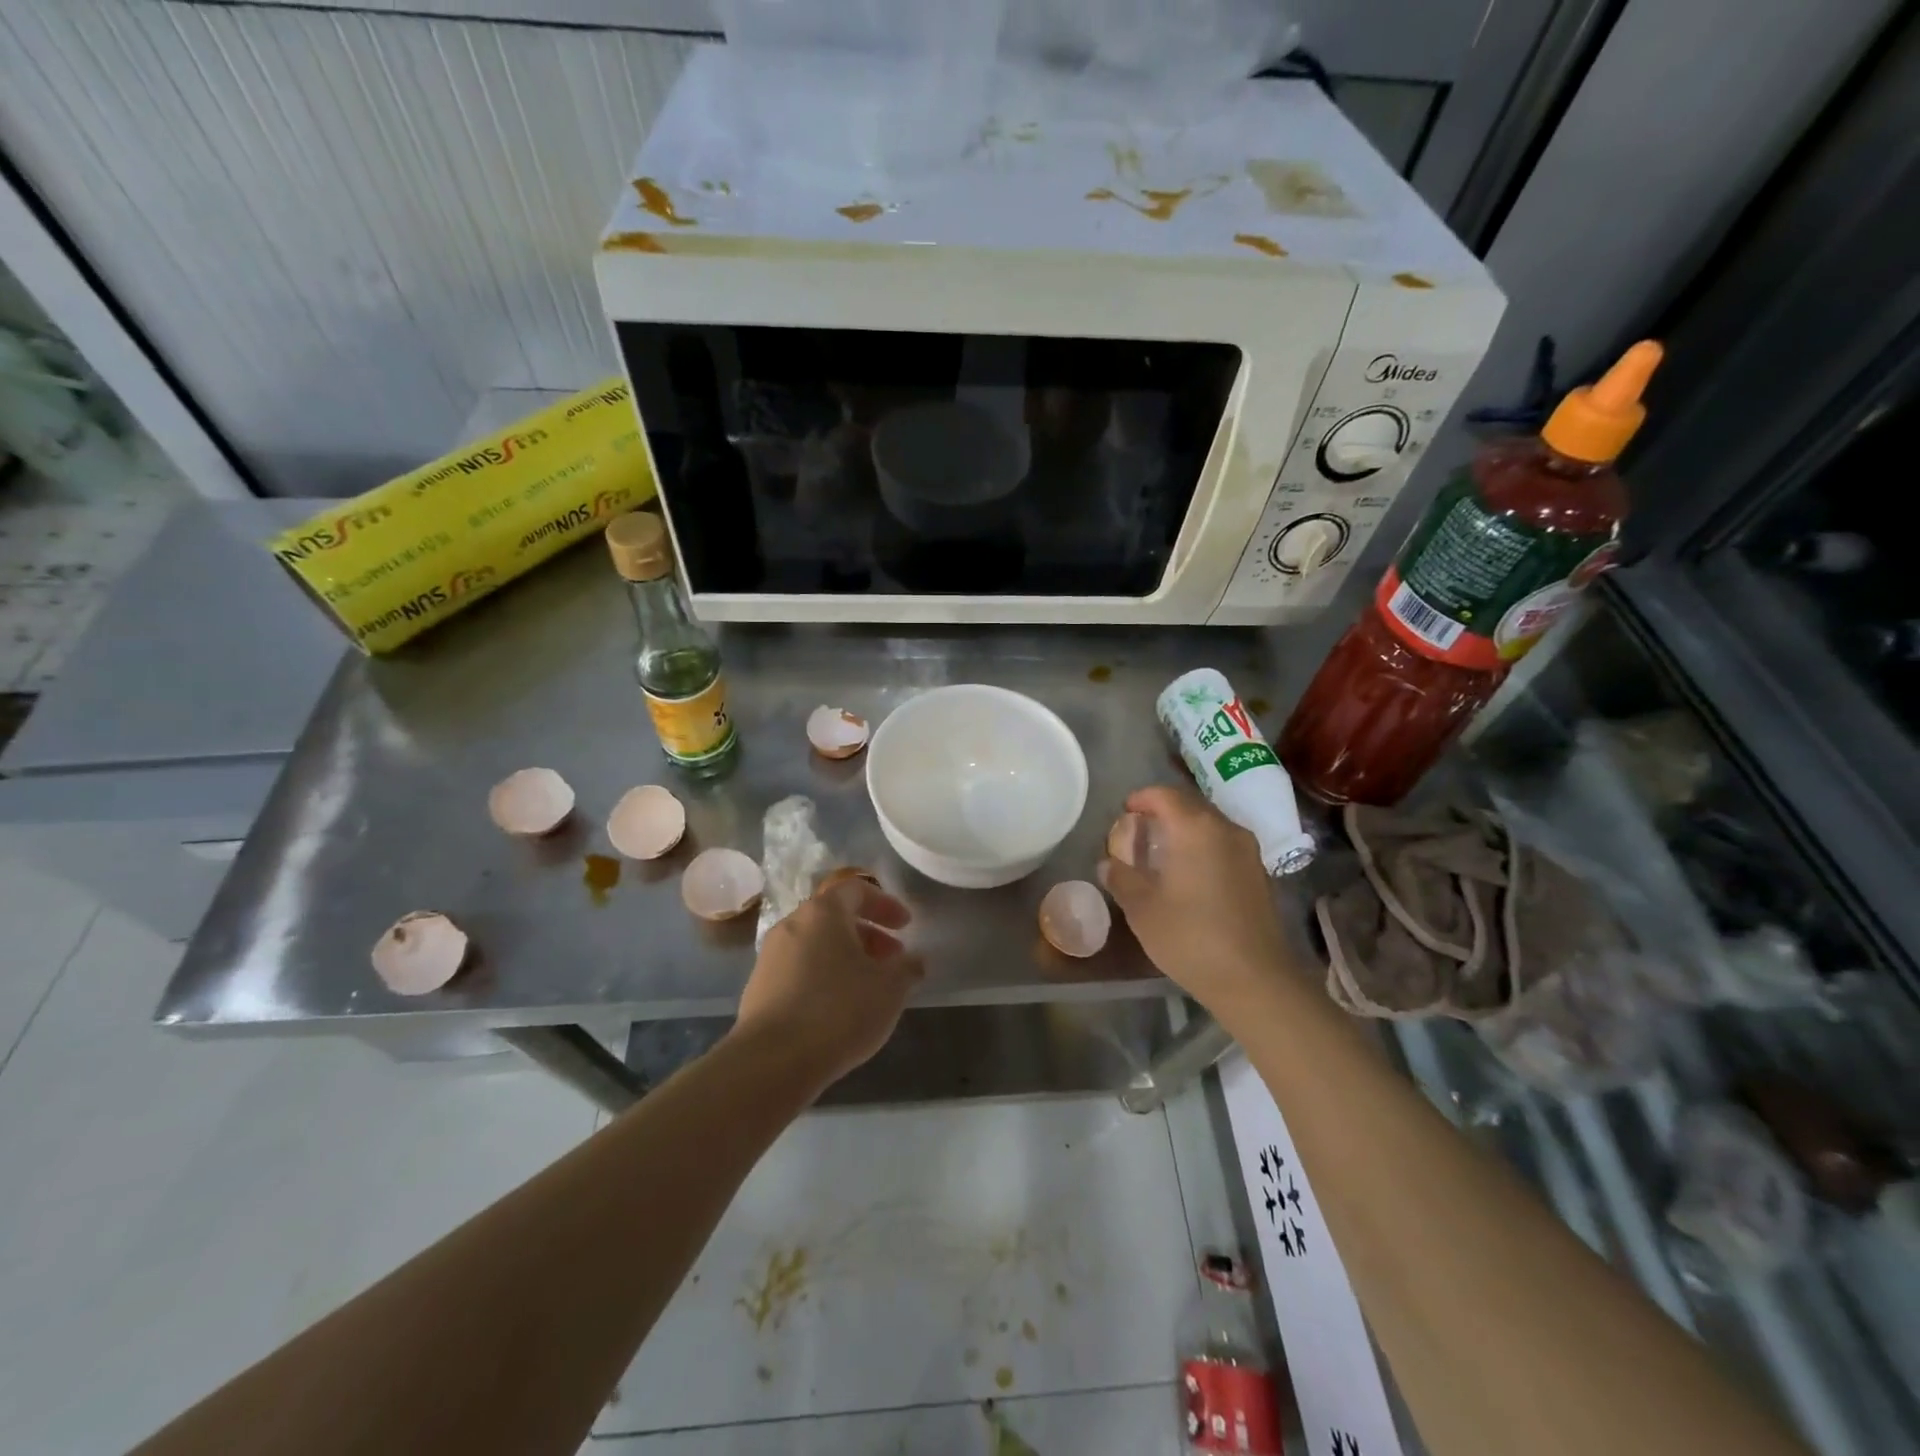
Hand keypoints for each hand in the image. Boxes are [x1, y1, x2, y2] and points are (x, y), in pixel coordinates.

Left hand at [732, 878, 921, 1091]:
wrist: (772, 1061)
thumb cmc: (839, 1011)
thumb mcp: (890, 989)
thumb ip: (908, 968)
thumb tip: (914, 960)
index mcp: (823, 912)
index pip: (856, 889)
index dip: (885, 904)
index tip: (906, 926)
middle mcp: (792, 925)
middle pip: (834, 917)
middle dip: (868, 934)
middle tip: (892, 959)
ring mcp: (770, 957)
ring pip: (816, 945)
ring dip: (845, 957)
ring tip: (868, 987)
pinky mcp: (758, 988)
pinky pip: (799, 970)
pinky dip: (823, 977)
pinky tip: (837, 1009)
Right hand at [1099, 785, 1292, 1019]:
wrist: (1254, 979)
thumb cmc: (1190, 937)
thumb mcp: (1142, 908)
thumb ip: (1121, 877)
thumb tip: (1108, 863)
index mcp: (1195, 828)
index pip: (1164, 795)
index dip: (1140, 799)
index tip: (1123, 813)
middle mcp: (1225, 829)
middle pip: (1189, 805)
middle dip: (1162, 812)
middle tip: (1138, 832)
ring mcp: (1247, 850)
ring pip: (1209, 824)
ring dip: (1184, 829)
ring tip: (1161, 853)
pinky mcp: (1258, 873)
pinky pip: (1224, 844)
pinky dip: (1202, 847)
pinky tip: (1189, 874)